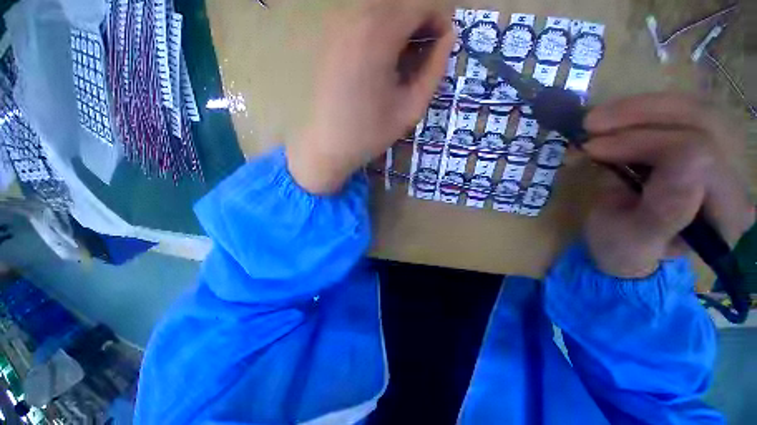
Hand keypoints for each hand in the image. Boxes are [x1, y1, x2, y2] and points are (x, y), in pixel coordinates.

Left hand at [286, 0, 454, 193]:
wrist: (329, 146)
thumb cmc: (371, 133)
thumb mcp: (411, 108)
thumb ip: (434, 70)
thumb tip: (448, 38)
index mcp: (378, 36)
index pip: (419, 4)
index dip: (438, 20)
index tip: (443, 45)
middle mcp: (355, 20)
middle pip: (399, 3)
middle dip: (420, 21)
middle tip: (425, 54)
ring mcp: (338, 28)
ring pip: (380, 9)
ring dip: (400, 26)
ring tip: (404, 60)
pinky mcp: (330, 40)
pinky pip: (362, 21)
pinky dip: (381, 32)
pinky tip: (382, 61)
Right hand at [583, 93, 754, 277]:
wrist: (625, 245)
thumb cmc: (623, 249)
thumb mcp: (632, 241)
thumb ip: (663, 213)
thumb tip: (683, 160)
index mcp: (724, 215)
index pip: (700, 156)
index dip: (644, 143)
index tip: (593, 149)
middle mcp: (735, 181)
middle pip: (703, 122)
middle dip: (642, 115)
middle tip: (591, 124)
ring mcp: (724, 157)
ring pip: (696, 108)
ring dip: (641, 107)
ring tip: (597, 119)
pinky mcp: (706, 143)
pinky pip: (684, 111)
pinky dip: (645, 108)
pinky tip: (616, 118)